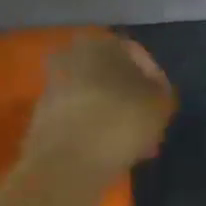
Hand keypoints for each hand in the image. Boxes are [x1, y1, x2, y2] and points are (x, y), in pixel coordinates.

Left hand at [21, 33, 175, 178]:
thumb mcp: (158, 104)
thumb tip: (153, 90)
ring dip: (111, 114)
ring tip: (130, 142)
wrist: (66, 161)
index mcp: (102, 44)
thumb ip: (160, 90)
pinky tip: (107, 151)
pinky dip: (92, 129)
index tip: (162, 105)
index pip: (137, 54)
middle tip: (146, 123)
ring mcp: (54, 85)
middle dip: (129, 97)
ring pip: (94, 97)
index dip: (154, 80)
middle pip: (111, 75)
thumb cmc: (120, 121)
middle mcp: (73, 55)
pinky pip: (77, 117)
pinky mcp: (43, 115)